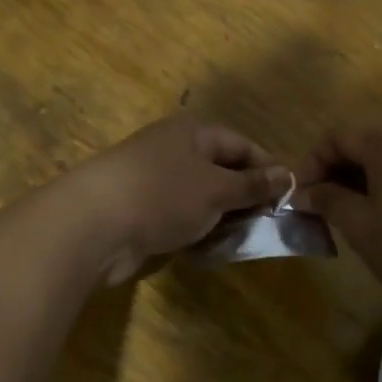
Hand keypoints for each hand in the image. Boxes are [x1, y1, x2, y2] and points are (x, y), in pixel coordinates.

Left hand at [67, 114, 290, 284]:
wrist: (92, 226)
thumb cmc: (162, 195)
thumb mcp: (216, 189)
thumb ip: (252, 184)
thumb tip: (287, 175)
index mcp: (194, 132)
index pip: (243, 145)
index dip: (268, 169)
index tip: (289, 198)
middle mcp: (174, 149)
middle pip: (221, 169)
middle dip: (245, 196)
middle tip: (267, 224)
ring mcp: (154, 179)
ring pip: (201, 196)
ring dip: (220, 217)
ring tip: (241, 240)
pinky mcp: (140, 209)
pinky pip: (179, 215)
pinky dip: (196, 229)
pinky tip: (207, 249)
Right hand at [296, 117, 381, 328]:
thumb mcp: (363, 229)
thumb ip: (329, 201)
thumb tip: (304, 192)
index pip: (338, 135)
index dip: (312, 164)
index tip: (301, 198)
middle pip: (368, 139)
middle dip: (340, 169)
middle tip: (326, 208)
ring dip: (368, 176)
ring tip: (358, 215)